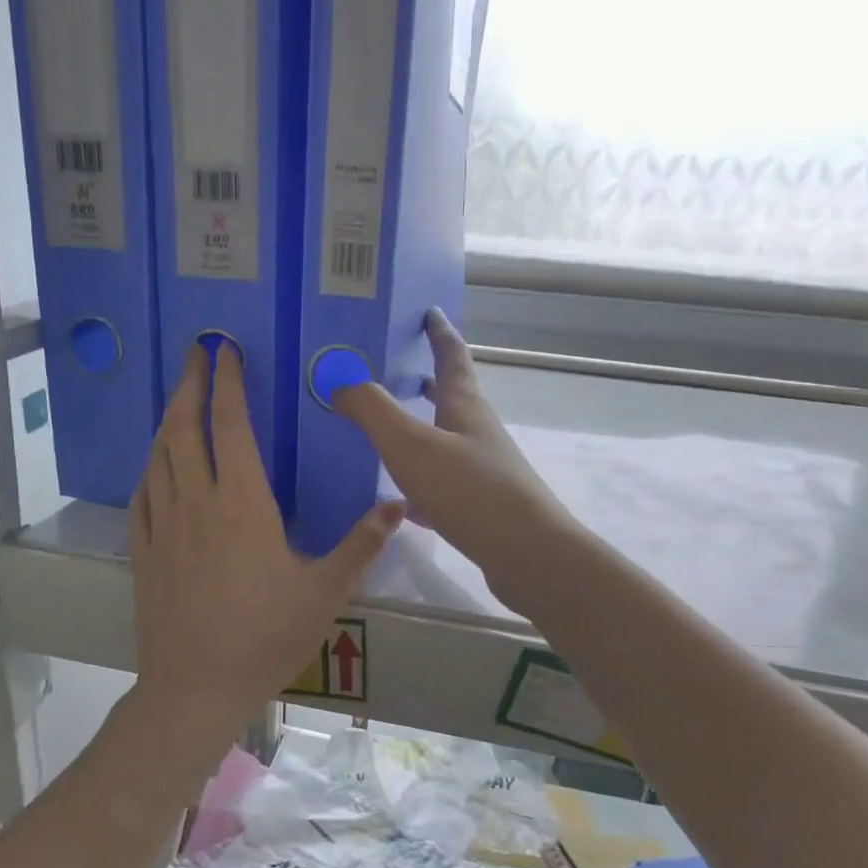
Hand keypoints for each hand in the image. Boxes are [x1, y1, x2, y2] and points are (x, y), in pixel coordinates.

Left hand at [130, 343, 403, 752]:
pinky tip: (155, 466)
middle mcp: (197, 502)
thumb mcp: (325, 592)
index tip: (225, 350)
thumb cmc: (266, 637)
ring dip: (168, 420)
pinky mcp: (144, 552)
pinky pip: (142, 495)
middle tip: (194, 353)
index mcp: (243, 503)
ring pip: (159, 457)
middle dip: (190, 384)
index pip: (231, 425)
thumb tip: (398, 505)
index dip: (228, 382)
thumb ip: (361, 544)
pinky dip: (150, 469)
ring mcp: (164, 526)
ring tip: (178, 399)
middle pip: (185, 428)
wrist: (196, 688)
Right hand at [333, 310, 572, 590]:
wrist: (526, 554)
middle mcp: (478, 434)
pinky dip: (423, 482)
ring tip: (395, 432)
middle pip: (455, 398)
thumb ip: (373, 411)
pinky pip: (445, 485)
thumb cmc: (469, 490)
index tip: (431, 313)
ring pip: (449, 442)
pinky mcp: (482, 508)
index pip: (453, 358)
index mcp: (465, 408)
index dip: (440, 334)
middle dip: (432, 381)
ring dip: (426, 430)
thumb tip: (341, 383)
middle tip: (405, 371)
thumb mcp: (411, 444)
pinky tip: (403, 501)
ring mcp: (484, 472)